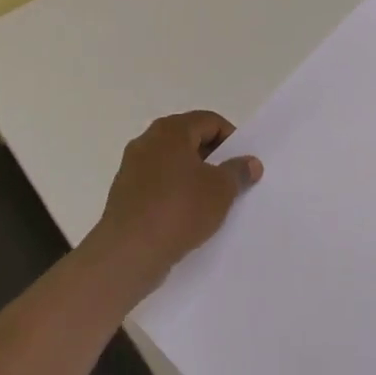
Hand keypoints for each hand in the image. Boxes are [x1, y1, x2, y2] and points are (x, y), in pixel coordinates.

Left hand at [88, 111, 260, 291]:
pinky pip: (157, 184)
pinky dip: (174, 193)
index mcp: (170, 130)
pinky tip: (186, 217)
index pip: (209, 121)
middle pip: (189, 139)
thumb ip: (238, 171)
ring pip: (172, 163)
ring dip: (193, 177)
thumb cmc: (179, 210)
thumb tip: (250, 162)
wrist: (129, 253)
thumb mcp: (221, 190)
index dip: (231, 139)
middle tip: (230, 182)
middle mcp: (147, 140)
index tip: (242, 164)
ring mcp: (132, 167)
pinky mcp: (124, 193)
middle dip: (212, 158)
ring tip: (210, 202)